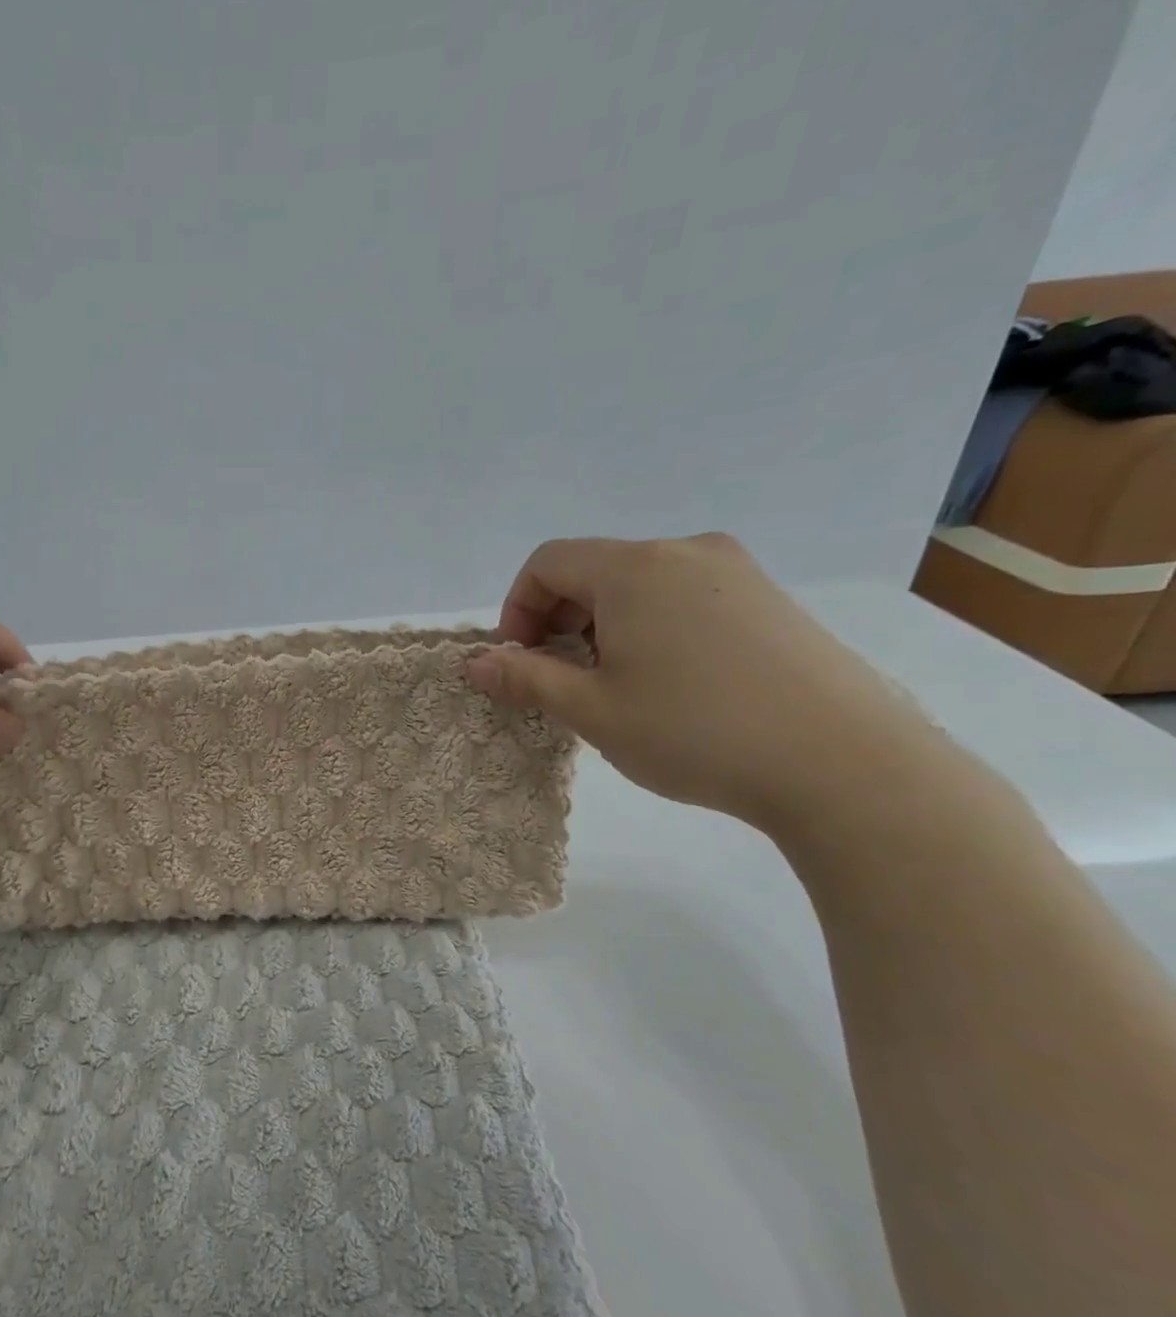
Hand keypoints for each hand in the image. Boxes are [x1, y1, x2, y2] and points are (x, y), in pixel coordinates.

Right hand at [468, 534, 944, 827]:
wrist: (844, 764)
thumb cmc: (694, 731)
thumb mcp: (591, 710)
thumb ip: (525, 678)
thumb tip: (474, 663)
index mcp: (635, 568)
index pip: (548, 562)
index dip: (517, 609)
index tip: (520, 662)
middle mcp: (686, 552)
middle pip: (594, 569)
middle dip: (559, 620)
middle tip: (561, 679)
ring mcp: (737, 573)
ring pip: (640, 585)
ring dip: (605, 626)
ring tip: (615, 686)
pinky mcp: (770, 600)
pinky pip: (686, 598)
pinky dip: (652, 629)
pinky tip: (671, 684)